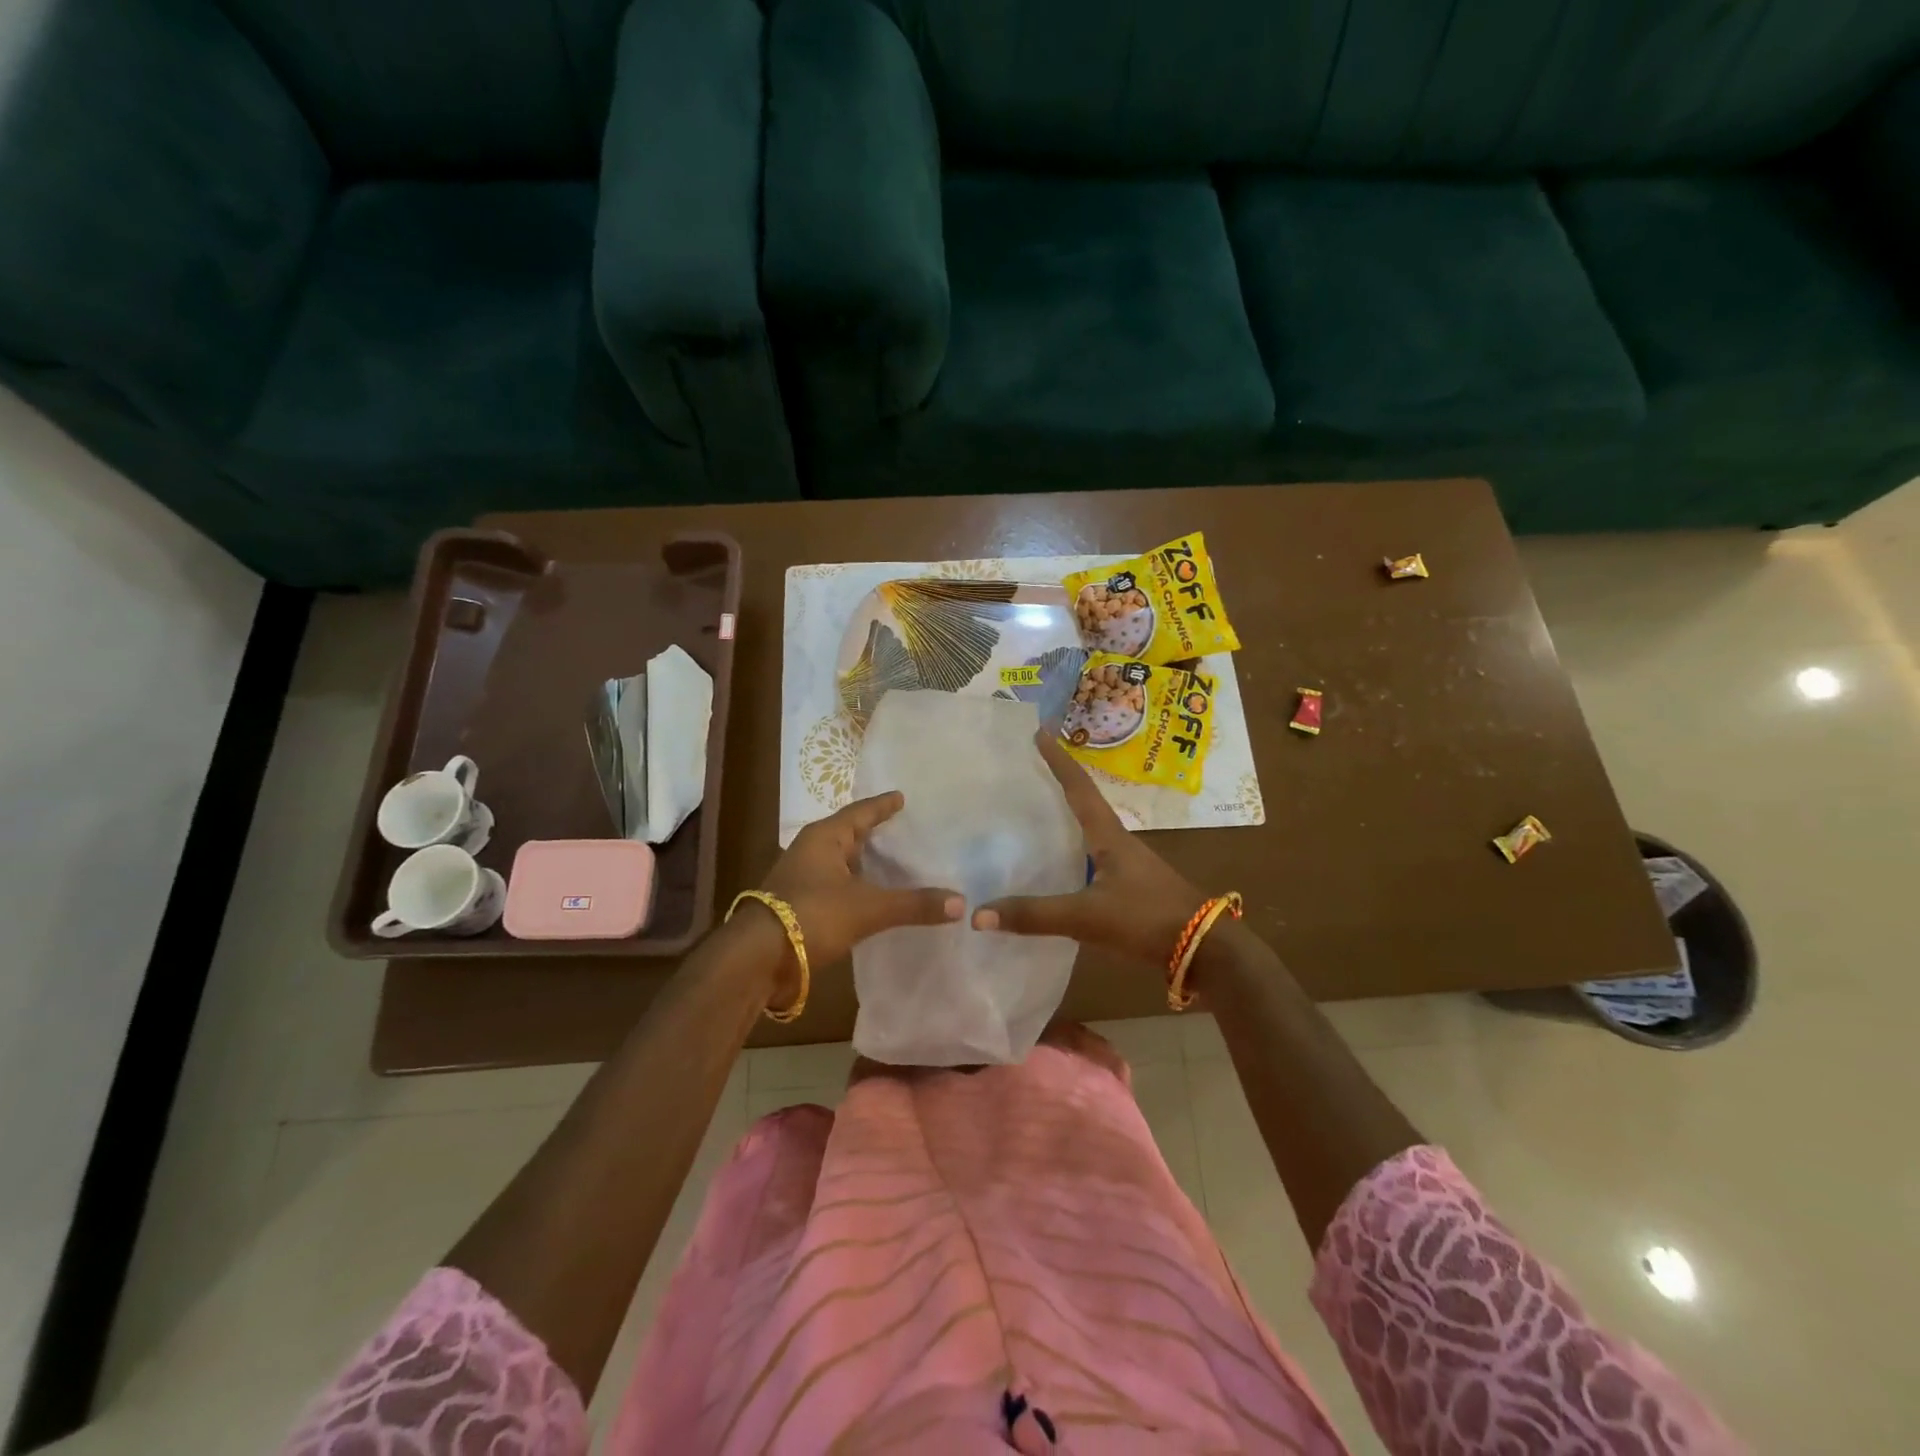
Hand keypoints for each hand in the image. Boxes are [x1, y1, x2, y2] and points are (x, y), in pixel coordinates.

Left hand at [755, 791, 963, 1002]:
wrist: (758, 958)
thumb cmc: (812, 915)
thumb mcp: (868, 908)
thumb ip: (913, 904)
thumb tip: (961, 903)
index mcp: (825, 837)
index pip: (861, 812)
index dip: (883, 806)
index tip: (901, 797)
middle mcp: (811, 850)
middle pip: (849, 834)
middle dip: (874, 833)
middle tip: (905, 830)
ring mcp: (802, 878)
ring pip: (841, 862)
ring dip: (864, 863)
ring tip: (895, 863)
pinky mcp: (799, 904)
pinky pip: (836, 886)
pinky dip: (856, 887)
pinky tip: (873, 898)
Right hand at [972, 732, 1205, 967]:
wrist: (1203, 949)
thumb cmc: (1146, 918)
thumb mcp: (1087, 916)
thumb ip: (1034, 915)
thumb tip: (978, 914)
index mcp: (1109, 835)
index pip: (1079, 788)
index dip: (1058, 761)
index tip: (1039, 732)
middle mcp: (1117, 842)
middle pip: (1083, 803)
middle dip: (1056, 784)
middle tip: (1025, 771)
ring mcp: (1126, 865)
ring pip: (1087, 832)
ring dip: (1063, 819)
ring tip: (1031, 814)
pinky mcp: (1129, 888)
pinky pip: (1091, 860)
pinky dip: (1069, 853)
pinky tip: (1053, 869)